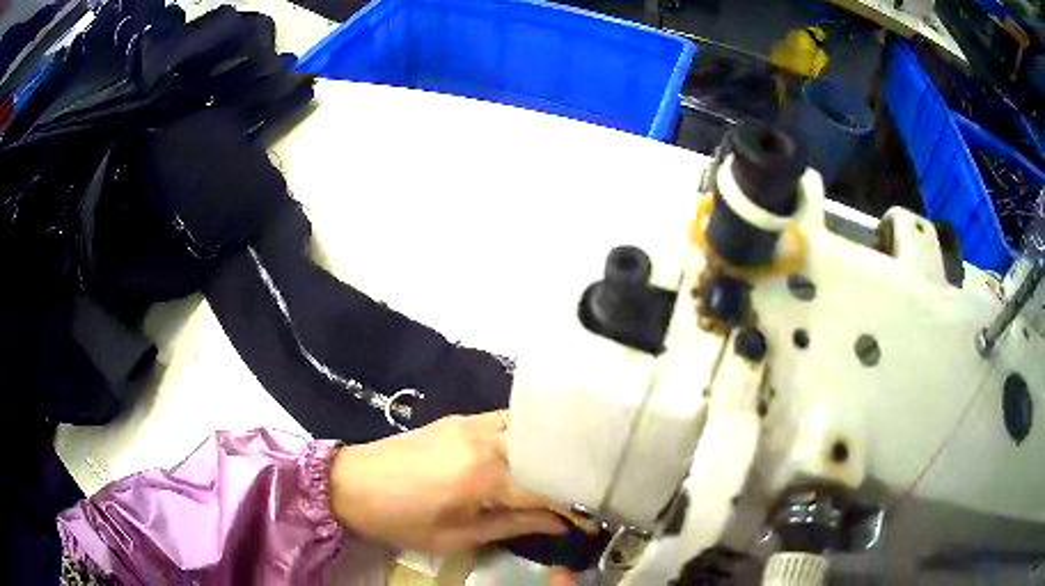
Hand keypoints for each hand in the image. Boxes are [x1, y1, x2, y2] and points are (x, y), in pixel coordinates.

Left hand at [329, 412, 567, 552]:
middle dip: (567, 474)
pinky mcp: (459, 418)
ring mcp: (471, 422)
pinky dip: (525, 438)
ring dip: (547, 451)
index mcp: (483, 475)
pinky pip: (506, 422)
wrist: (351, 483)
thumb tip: (557, 523)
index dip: (573, 506)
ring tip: (559, 475)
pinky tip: (527, 456)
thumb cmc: (401, 519)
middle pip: (544, 451)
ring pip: (529, 430)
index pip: (545, 488)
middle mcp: (485, 439)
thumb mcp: (456, 536)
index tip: (593, 519)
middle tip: (581, 495)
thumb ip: (512, 525)